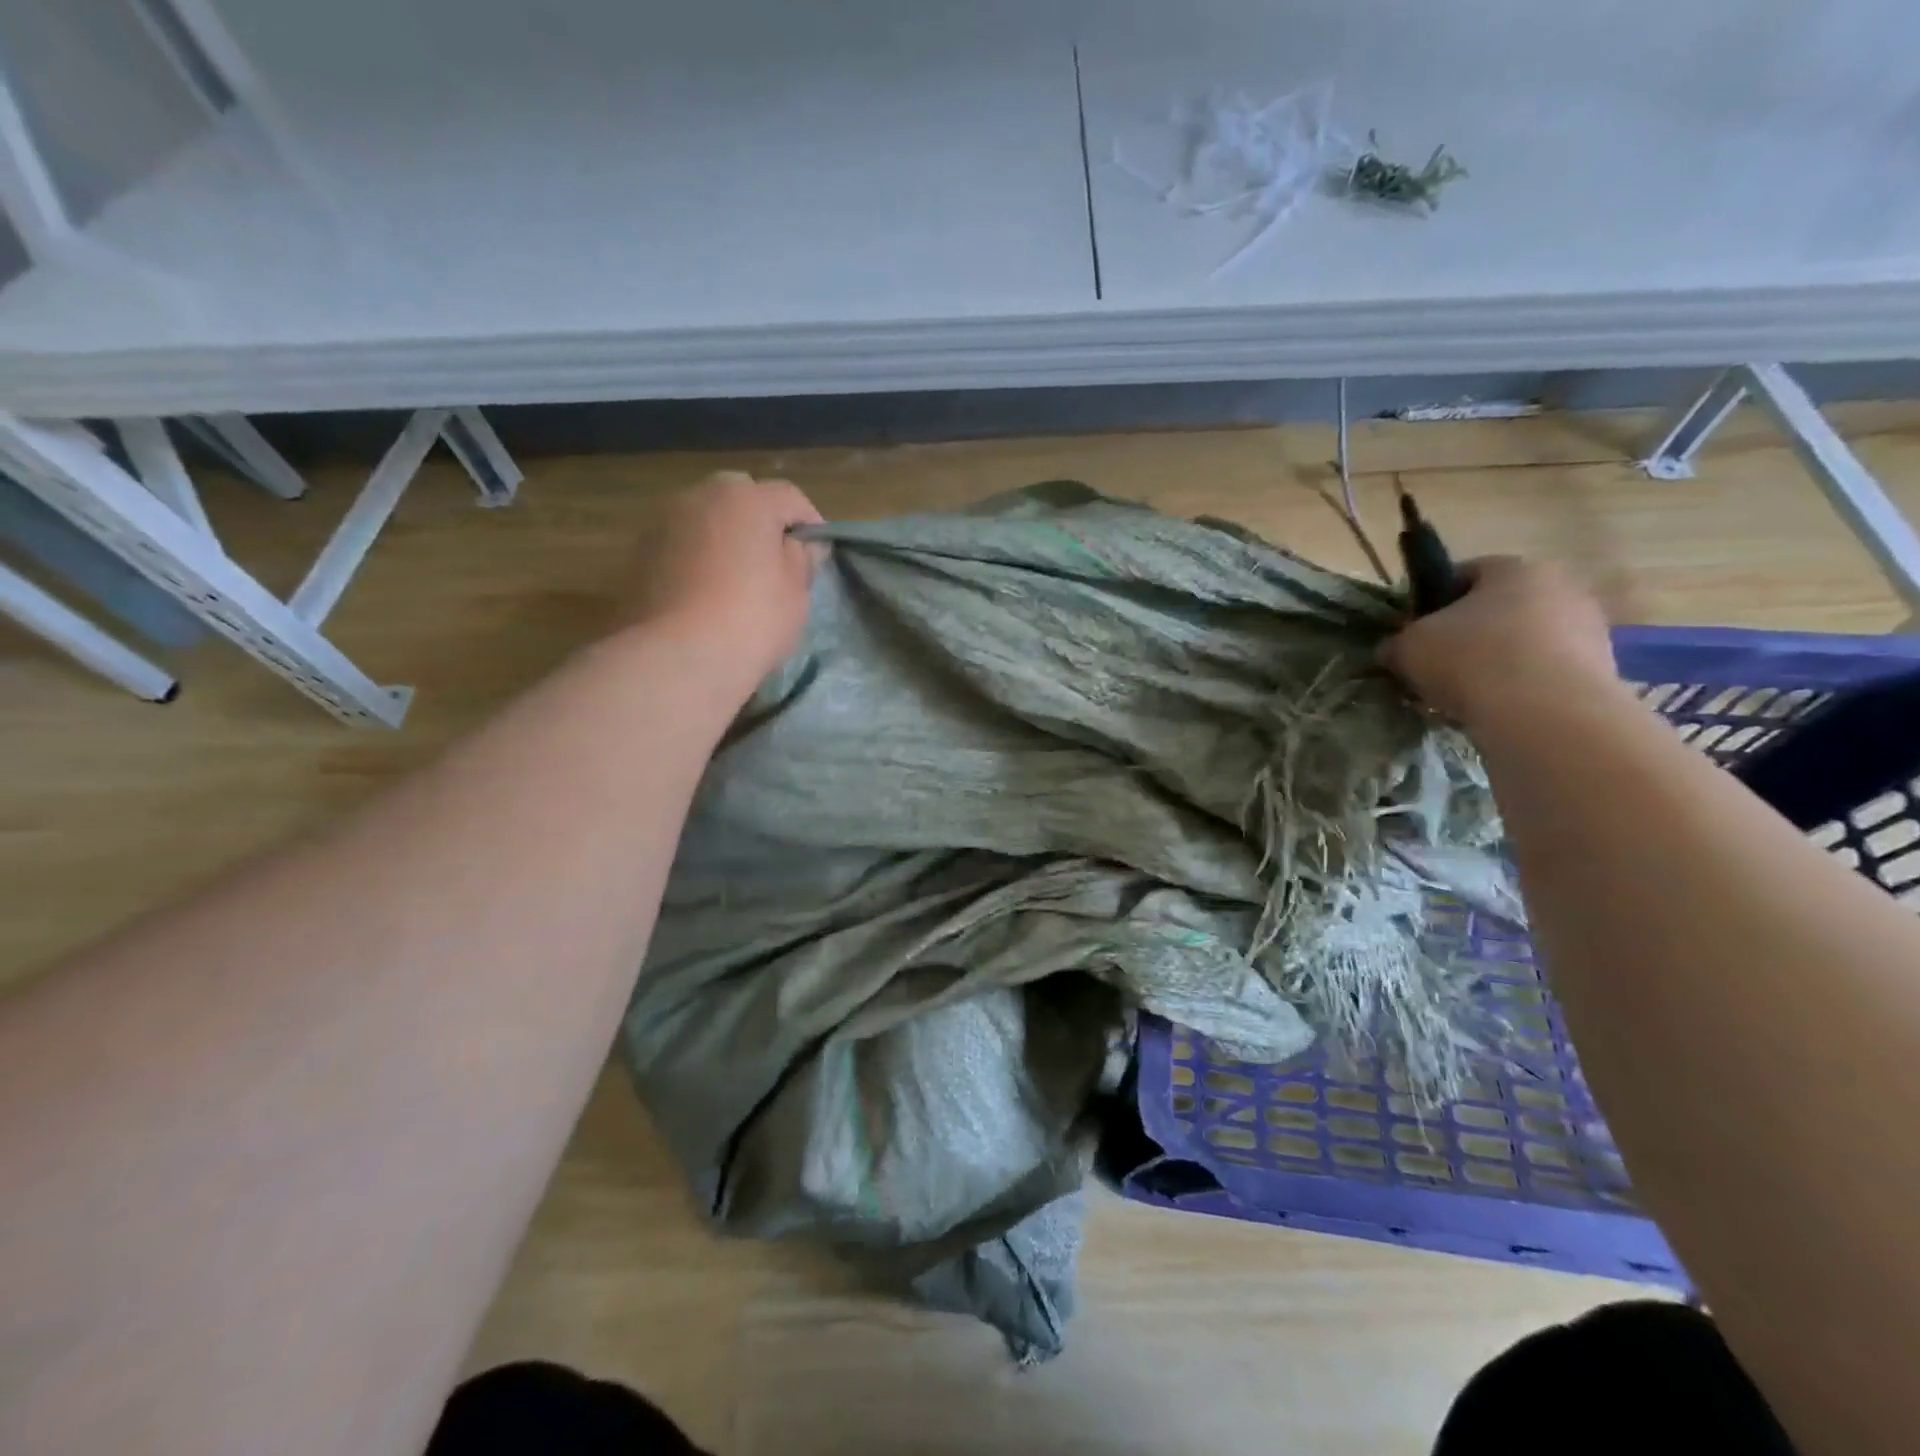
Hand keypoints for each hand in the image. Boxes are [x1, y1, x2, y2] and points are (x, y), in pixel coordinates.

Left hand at [623, 472, 824, 681]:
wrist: (678, 656)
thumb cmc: (752, 618)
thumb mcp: (796, 592)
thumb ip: (802, 558)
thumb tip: (802, 544)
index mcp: (747, 497)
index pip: (790, 497)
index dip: (810, 523)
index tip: (818, 554)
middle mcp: (701, 496)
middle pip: (741, 495)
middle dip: (760, 520)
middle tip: (774, 560)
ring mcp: (663, 522)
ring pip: (705, 517)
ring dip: (724, 536)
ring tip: (737, 577)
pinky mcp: (639, 552)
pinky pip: (681, 543)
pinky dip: (696, 556)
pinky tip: (705, 591)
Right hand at [1380, 556, 1619, 726]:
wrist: (1545, 713)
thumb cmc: (1470, 659)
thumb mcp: (1408, 647)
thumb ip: (1396, 643)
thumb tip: (1392, 649)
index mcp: (1514, 568)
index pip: (1466, 572)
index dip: (1434, 600)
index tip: (1415, 630)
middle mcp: (1560, 587)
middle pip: (1501, 607)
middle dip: (1470, 632)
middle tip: (1438, 664)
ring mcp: (1589, 628)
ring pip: (1525, 640)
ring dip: (1498, 661)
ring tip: (1466, 695)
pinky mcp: (1603, 668)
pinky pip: (1546, 672)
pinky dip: (1522, 686)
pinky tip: (1497, 710)